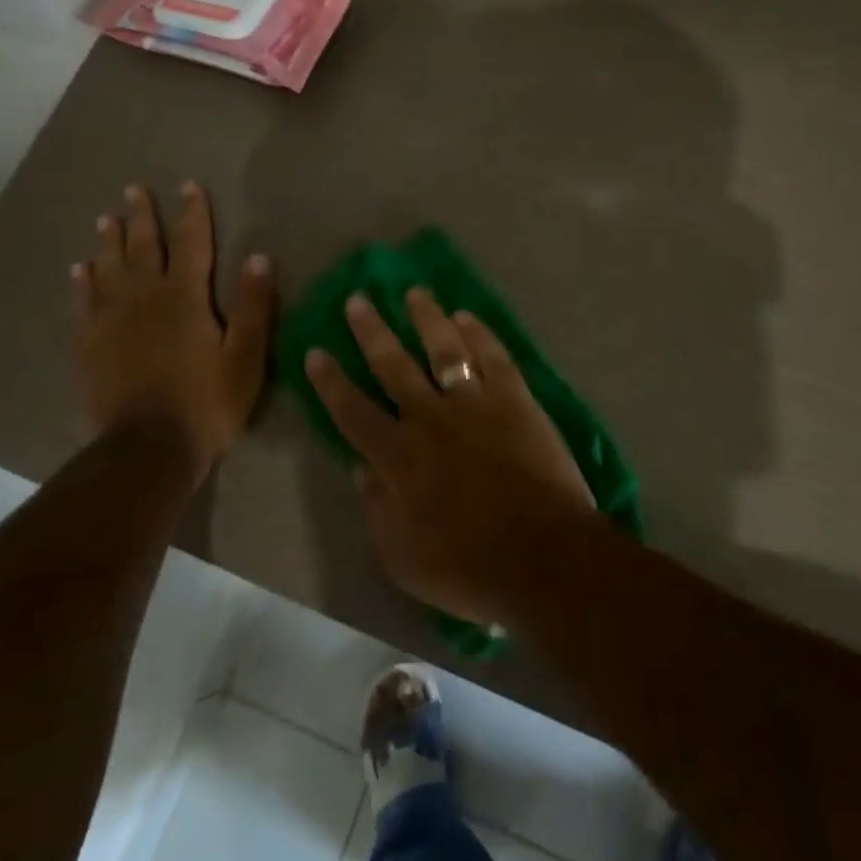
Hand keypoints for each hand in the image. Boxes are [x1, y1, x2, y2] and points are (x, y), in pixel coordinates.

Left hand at [73, 181, 273, 483]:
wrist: (147, 449)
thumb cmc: (207, 403)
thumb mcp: (247, 357)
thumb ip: (254, 306)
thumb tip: (259, 257)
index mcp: (185, 298)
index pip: (191, 243)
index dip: (192, 213)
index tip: (188, 185)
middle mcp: (145, 299)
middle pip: (143, 248)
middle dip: (142, 217)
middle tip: (134, 189)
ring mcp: (111, 321)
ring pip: (109, 269)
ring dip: (109, 241)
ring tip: (106, 218)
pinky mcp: (90, 346)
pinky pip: (84, 304)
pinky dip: (82, 283)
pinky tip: (80, 270)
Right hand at [305, 288, 595, 625]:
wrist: (544, 556)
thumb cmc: (469, 568)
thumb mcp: (402, 558)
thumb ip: (377, 508)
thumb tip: (360, 468)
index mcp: (398, 456)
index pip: (353, 411)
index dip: (330, 381)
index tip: (315, 352)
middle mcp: (430, 418)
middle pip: (393, 365)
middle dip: (371, 330)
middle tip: (357, 299)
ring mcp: (476, 403)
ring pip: (444, 348)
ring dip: (426, 317)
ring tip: (413, 291)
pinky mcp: (515, 399)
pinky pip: (493, 356)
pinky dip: (478, 333)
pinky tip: (466, 316)